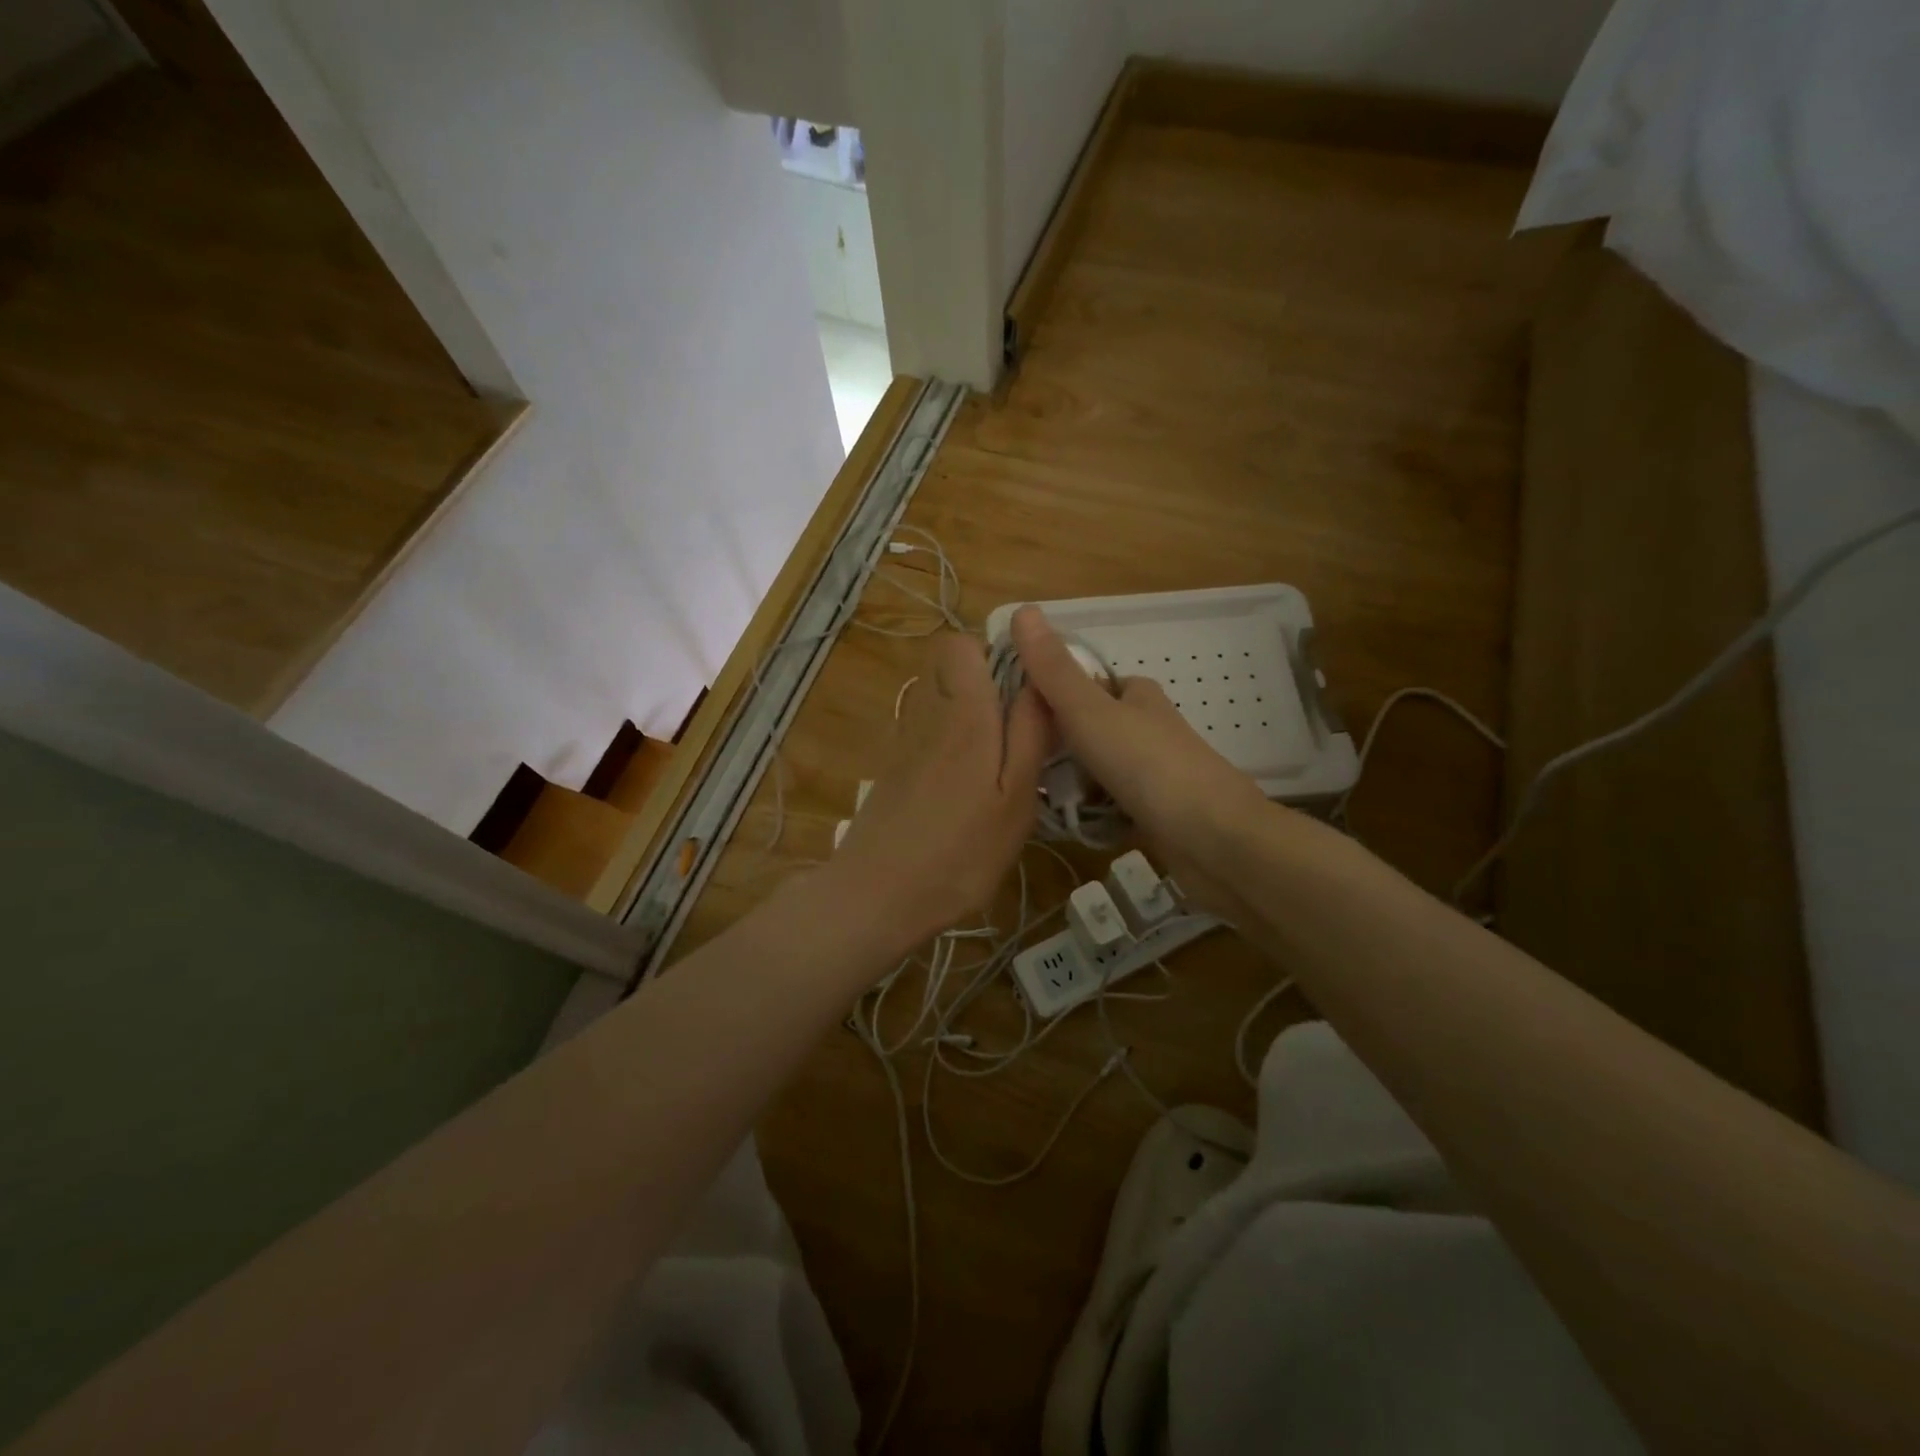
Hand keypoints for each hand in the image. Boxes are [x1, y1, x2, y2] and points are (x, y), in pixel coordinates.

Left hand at [831, 632, 1050, 951]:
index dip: (994, 652)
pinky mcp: (891, 770)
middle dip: (984, 683)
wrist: (877, 895)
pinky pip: (924, 733)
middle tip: (1016, 728)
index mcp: (963, 713)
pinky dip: (947, 743)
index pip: (961, 644)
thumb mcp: (1015, 797)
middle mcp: (927, 715)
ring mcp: (903, 743)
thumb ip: (1029, 733)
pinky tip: (962, 789)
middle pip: (948, 669)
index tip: (1025, 687)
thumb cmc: (960, 852)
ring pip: (936, 701)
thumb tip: (1040, 679)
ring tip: (995, 762)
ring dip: (967, 714)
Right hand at [1009, 606, 1270, 917]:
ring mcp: (1152, 773)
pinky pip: (1107, 806)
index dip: (1048, 695)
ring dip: (1068, 783)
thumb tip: (1022, 609)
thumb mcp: (1090, 712)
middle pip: (1086, 730)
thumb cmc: (1149, 766)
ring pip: (1095, 770)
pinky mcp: (1153, 813)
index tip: (1013, 717)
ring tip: (1032, 796)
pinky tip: (1064, 824)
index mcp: (1136, 696)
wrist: (1213, 839)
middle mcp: (1146, 729)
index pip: (1084, 684)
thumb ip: (1053, 670)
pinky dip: (1087, 814)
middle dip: (1054, 746)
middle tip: (1019, 762)